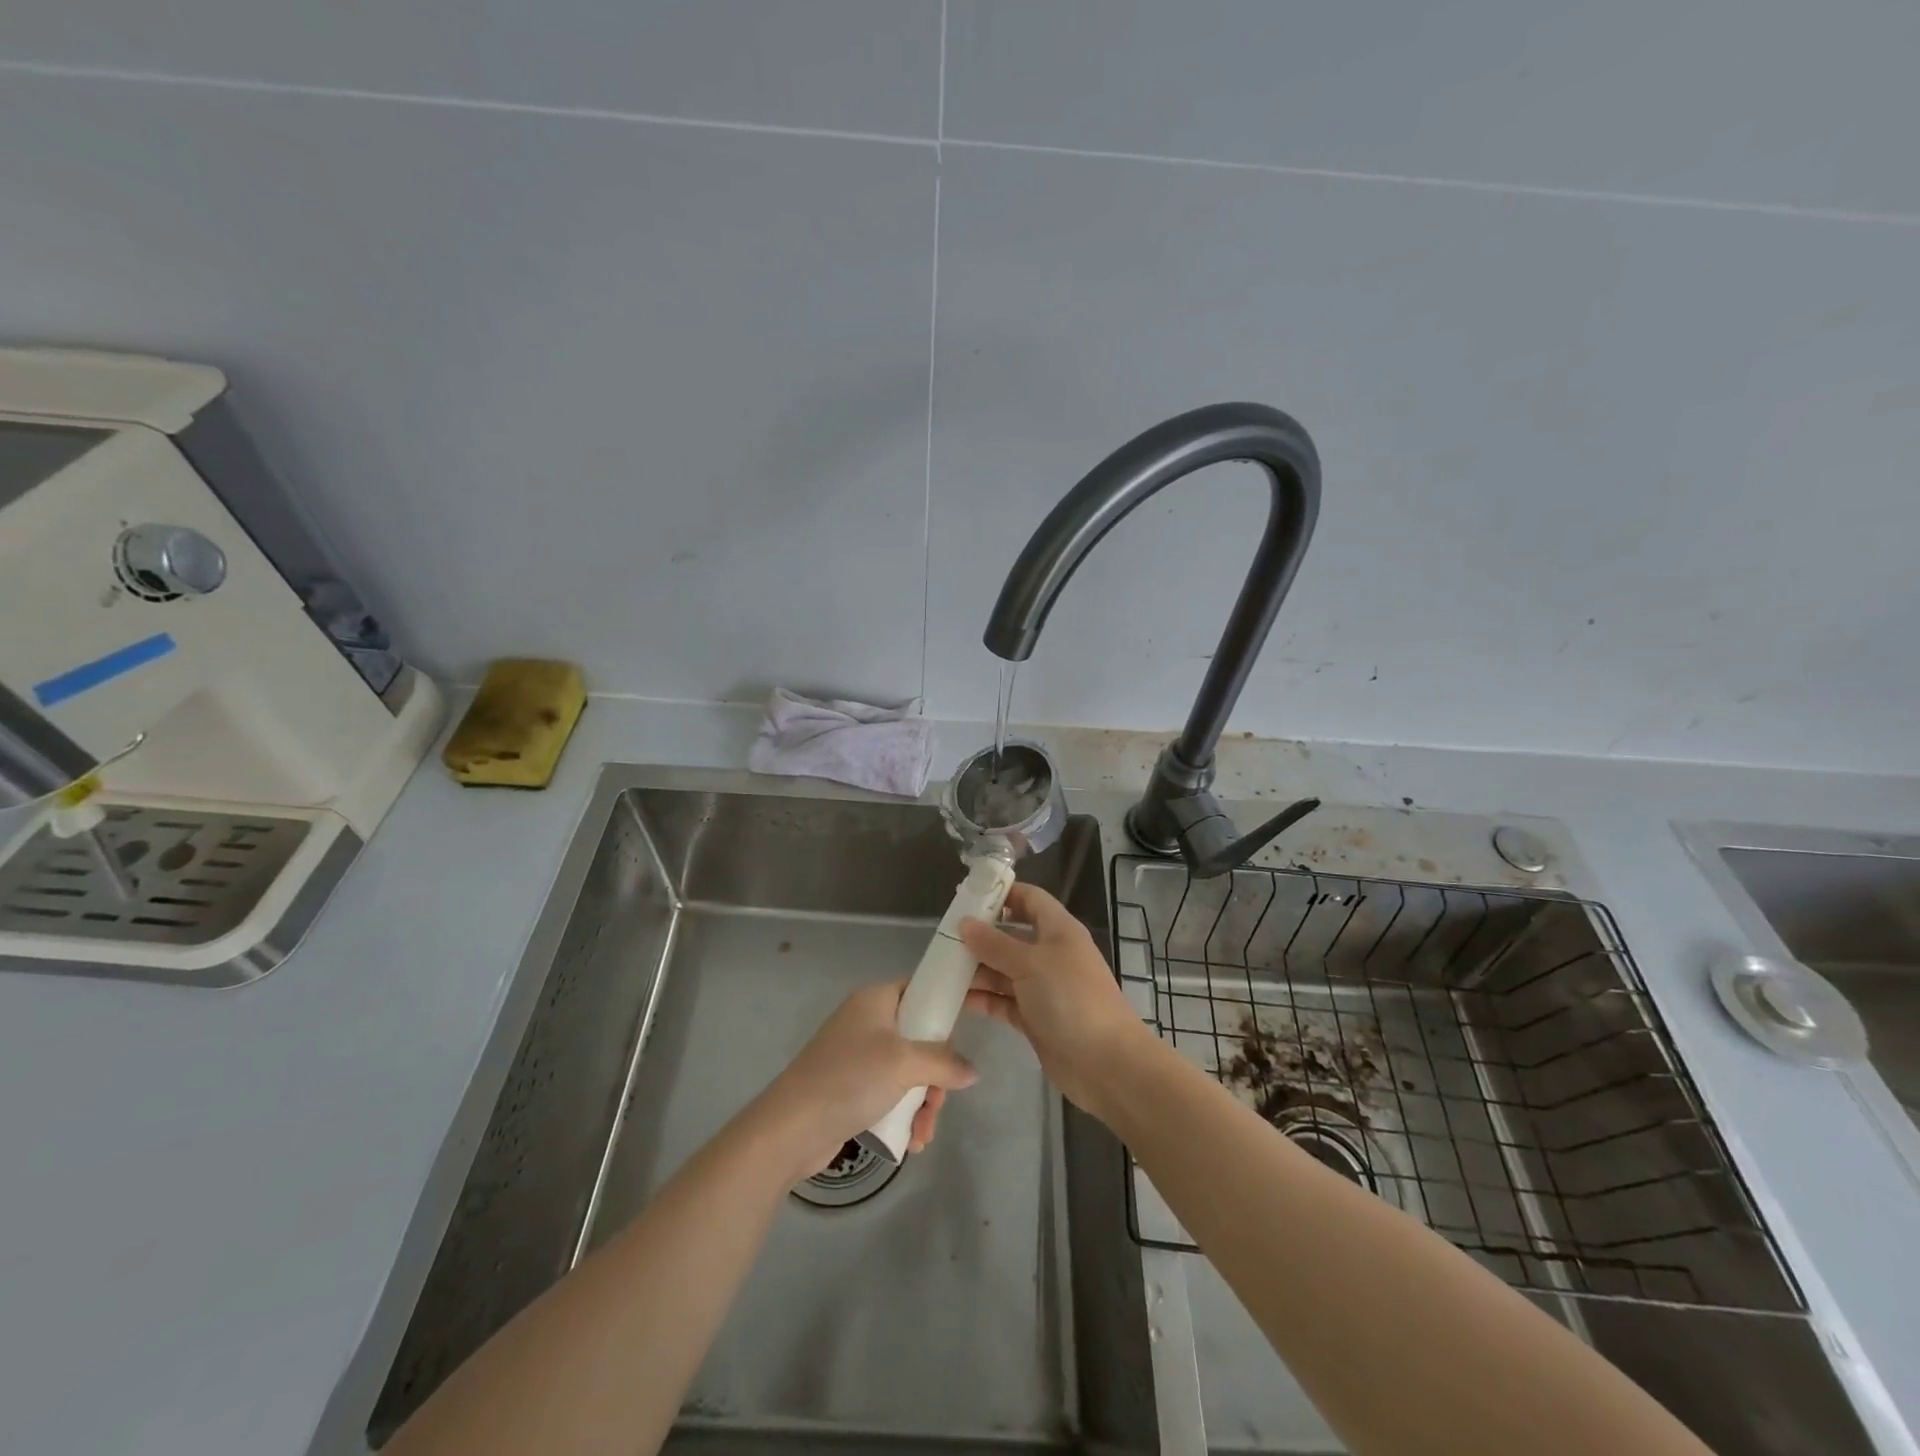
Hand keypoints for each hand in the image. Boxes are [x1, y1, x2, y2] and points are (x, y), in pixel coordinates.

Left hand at [753, 979, 980, 1180]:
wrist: (791, 1128)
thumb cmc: (850, 1078)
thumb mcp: (904, 1064)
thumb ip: (944, 1063)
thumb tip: (972, 1072)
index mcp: (876, 999)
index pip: (919, 989)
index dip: (943, 1007)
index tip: (963, 1034)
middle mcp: (867, 1021)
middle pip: (919, 1038)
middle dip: (935, 1076)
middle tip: (938, 1102)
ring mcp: (858, 1056)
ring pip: (908, 1070)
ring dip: (922, 1102)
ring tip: (923, 1134)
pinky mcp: (851, 1087)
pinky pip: (890, 1092)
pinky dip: (904, 1113)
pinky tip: (911, 1142)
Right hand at [961, 882, 1154, 1118]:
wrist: (1106, 1063)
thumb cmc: (1071, 999)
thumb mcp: (1031, 963)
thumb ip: (995, 944)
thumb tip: (965, 923)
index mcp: (1058, 930)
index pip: (1029, 899)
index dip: (1002, 894)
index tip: (967, 896)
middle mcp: (1050, 954)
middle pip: (1010, 936)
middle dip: (979, 936)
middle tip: (943, 938)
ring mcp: (1042, 988)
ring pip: (1003, 970)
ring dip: (976, 969)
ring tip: (941, 970)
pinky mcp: (1034, 1018)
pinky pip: (1003, 1000)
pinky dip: (983, 998)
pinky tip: (956, 999)